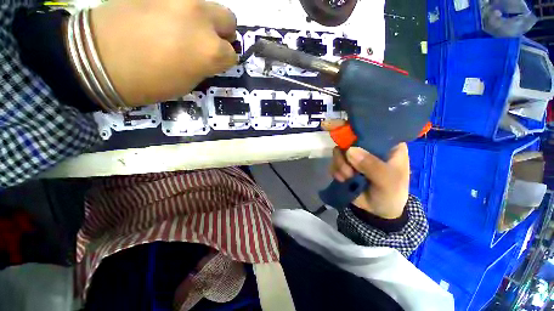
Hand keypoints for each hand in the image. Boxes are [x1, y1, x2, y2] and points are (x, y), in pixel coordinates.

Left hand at [88, 0, 237, 105]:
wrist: (96, 58)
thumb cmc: (148, 82)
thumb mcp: (188, 82)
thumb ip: (206, 65)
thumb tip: (211, 56)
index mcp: (210, 50)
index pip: (232, 54)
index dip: (225, 60)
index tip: (216, 63)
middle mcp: (201, 18)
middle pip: (229, 19)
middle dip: (223, 33)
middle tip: (209, 42)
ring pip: (208, 5)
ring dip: (204, 20)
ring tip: (185, 30)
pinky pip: (182, 1)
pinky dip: (181, 12)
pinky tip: (166, 20)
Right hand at [321, 120, 409, 218]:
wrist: (378, 212)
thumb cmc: (391, 193)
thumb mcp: (388, 181)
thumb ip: (372, 165)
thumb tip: (349, 150)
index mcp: (386, 144)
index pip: (371, 128)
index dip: (354, 125)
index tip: (336, 126)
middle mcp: (368, 147)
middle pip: (348, 138)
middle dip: (344, 154)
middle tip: (348, 169)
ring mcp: (354, 156)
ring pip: (338, 151)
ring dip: (340, 166)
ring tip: (349, 178)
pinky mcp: (344, 165)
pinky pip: (333, 162)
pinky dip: (336, 172)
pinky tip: (344, 180)